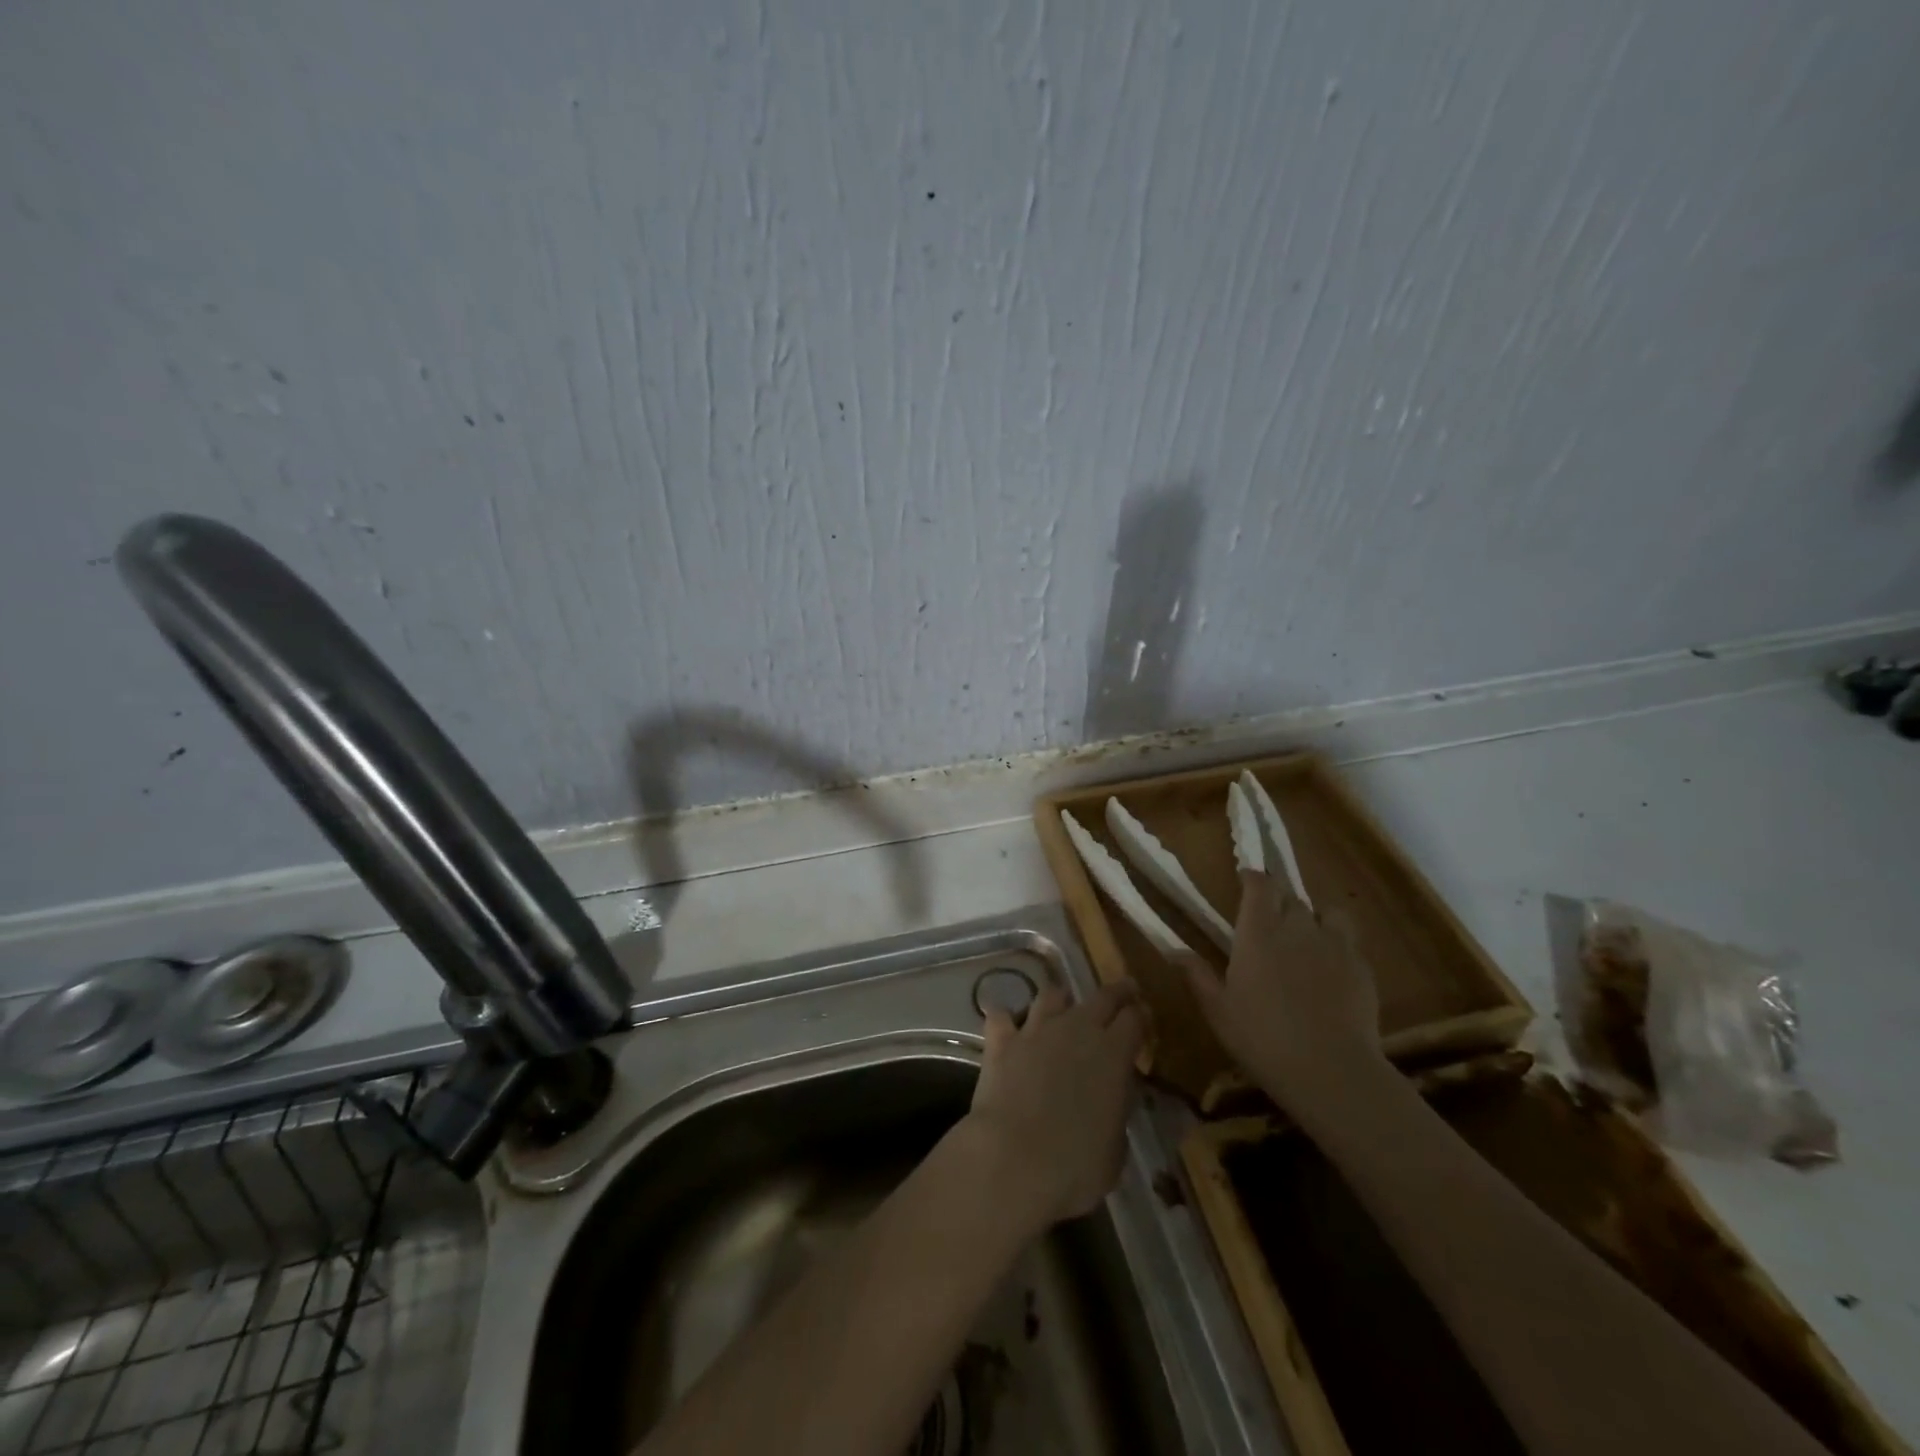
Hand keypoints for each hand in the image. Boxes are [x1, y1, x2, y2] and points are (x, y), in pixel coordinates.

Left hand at [962, 983, 1144, 1231]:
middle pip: (1102, 996)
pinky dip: (1005, 1019)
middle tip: (1123, 991)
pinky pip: (1001, 1016)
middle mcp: (1077, 1029)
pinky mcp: (1001, 1041)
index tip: (1144, 1017)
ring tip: (1062, 1007)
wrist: (1014, 1160)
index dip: (1141, 1016)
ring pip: (1051, 995)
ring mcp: (1035, 1030)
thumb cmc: (1076, 1165)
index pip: (1135, 1018)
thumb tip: (1114, 1098)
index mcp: (1113, 1053)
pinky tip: (1006, 1026)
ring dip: (1060, 1000)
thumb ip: (1117, 1110)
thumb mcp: (1116, 1147)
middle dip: (1116, 992)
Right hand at [1184, 870, 1385, 1121]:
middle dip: (1278, 899)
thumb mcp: (1218, 1010)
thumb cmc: (1262, 1038)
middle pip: (1290, 896)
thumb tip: (1173, 949)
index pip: (1259, 885)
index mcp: (1258, 932)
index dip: (1252, 878)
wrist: (1332, 1071)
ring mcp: (1334, 945)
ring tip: (1305, 937)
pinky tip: (1330, 969)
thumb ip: (1196, 974)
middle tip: (1268, 917)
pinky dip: (1337, 945)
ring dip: (1313, 918)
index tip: (1244, 878)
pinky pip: (1348, 942)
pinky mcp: (1362, 967)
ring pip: (1326, 913)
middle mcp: (1297, 927)